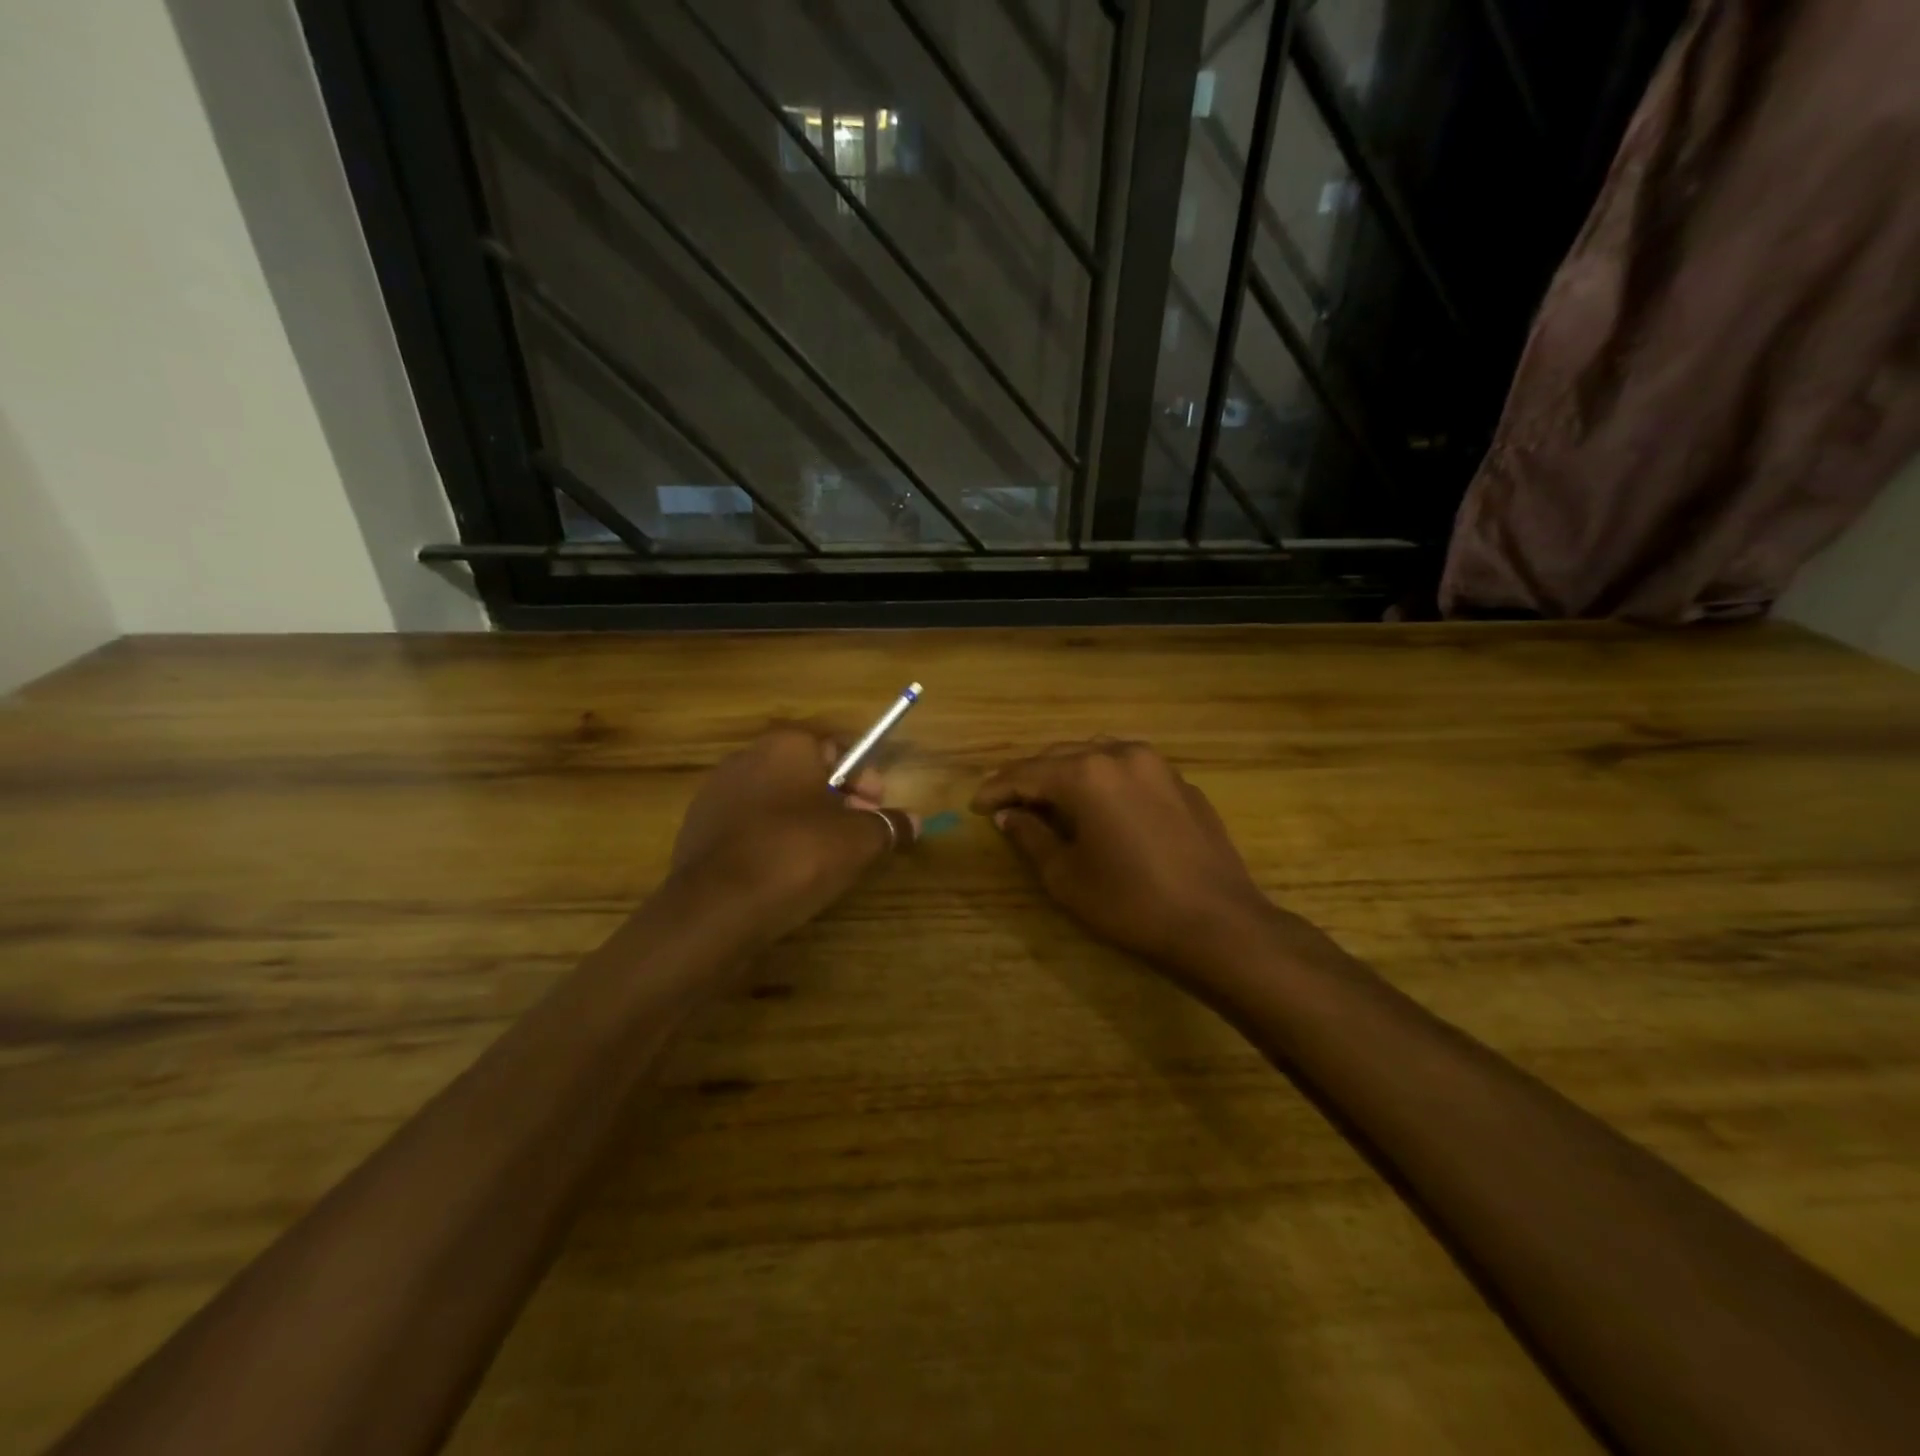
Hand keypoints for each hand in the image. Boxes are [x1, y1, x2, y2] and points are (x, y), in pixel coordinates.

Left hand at [671, 723, 918, 944]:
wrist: (715, 909)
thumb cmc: (796, 856)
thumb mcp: (858, 841)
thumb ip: (888, 825)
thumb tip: (913, 822)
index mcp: (787, 745)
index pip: (839, 748)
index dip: (866, 778)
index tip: (878, 809)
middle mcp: (748, 758)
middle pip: (808, 773)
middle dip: (839, 800)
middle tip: (859, 836)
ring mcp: (717, 794)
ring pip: (778, 800)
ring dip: (807, 821)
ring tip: (826, 859)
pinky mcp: (699, 830)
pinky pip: (752, 826)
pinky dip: (774, 840)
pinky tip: (787, 873)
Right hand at [972, 740, 1272, 966]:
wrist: (1218, 923)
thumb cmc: (1131, 903)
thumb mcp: (1066, 877)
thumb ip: (1030, 836)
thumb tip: (1008, 814)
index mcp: (1087, 774)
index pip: (1027, 773)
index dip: (997, 789)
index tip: (975, 805)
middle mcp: (1121, 755)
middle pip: (1061, 756)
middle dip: (1030, 777)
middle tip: (1005, 800)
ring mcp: (1157, 765)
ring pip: (1097, 755)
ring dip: (1067, 772)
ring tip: (1048, 798)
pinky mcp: (1181, 783)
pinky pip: (1129, 769)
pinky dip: (1103, 779)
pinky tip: (1099, 804)